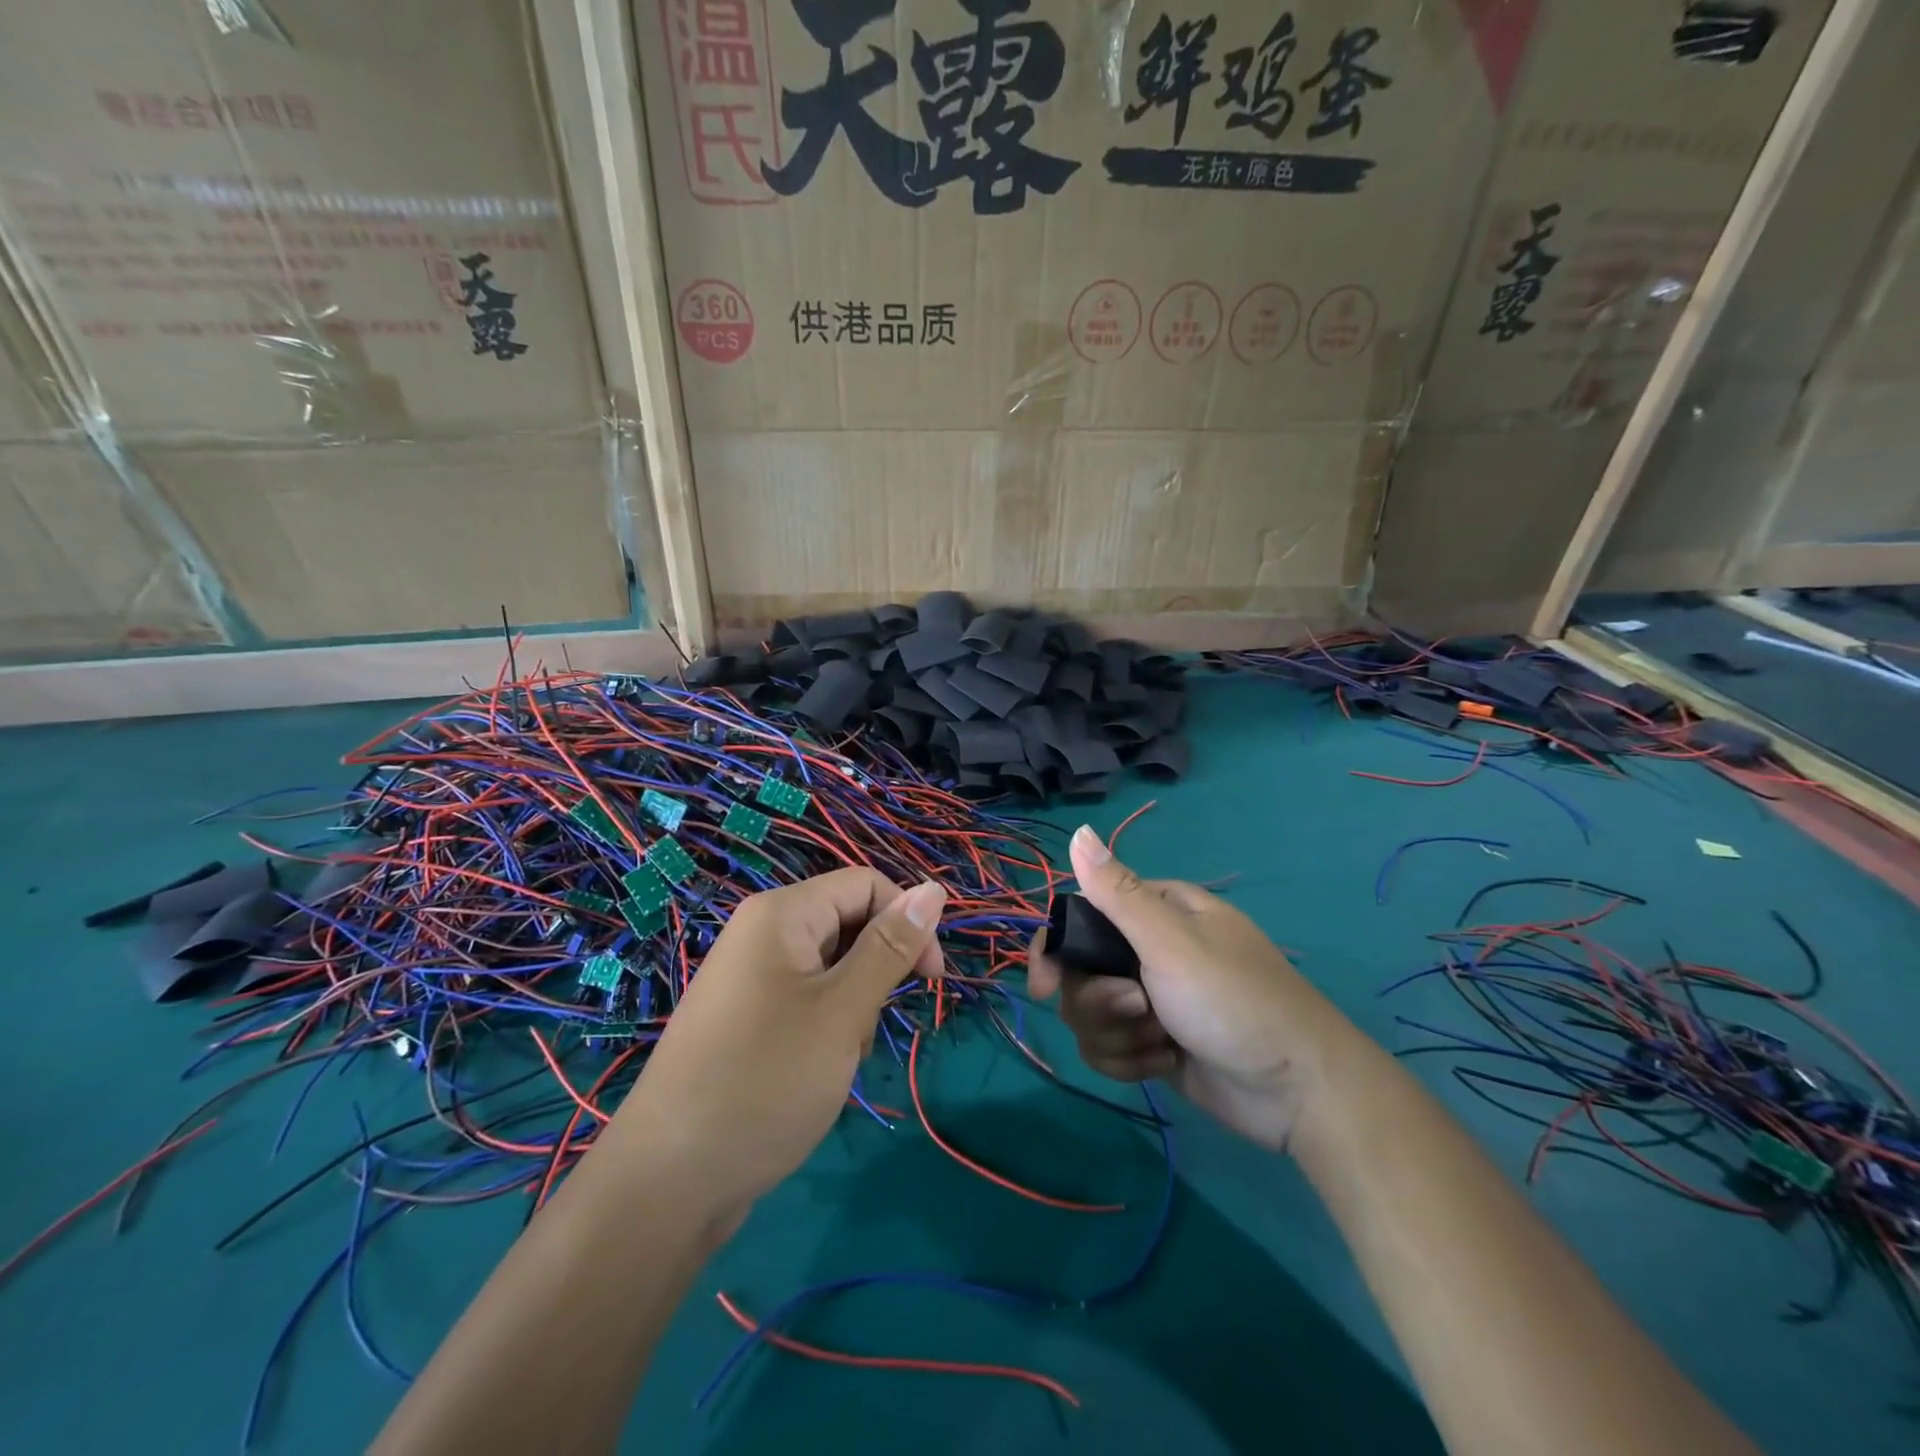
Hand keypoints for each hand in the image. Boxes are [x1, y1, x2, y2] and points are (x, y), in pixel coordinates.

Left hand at [610, 869, 945, 1228]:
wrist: (668, 1182)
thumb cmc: (765, 1081)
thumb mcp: (842, 1011)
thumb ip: (890, 948)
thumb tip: (934, 889)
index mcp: (781, 914)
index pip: (866, 885)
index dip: (907, 920)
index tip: (931, 979)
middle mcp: (762, 934)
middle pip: (848, 925)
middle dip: (874, 974)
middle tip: (863, 1031)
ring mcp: (750, 978)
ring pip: (832, 970)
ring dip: (852, 1010)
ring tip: (834, 1062)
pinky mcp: (746, 1019)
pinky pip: (805, 1002)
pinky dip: (826, 1030)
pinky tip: (815, 1075)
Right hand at [1028, 826, 1349, 1150]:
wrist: (1297, 1090)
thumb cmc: (1233, 1000)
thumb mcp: (1171, 941)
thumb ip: (1117, 892)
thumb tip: (1078, 832)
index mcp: (1155, 912)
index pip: (1081, 918)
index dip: (1058, 950)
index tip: (1046, 985)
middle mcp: (1148, 950)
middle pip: (1080, 973)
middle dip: (1100, 1001)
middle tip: (1139, 1009)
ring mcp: (1151, 1000)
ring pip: (1091, 1015)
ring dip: (1119, 1035)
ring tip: (1162, 1043)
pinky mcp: (1154, 1044)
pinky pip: (1110, 1048)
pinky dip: (1131, 1061)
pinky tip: (1165, 1063)